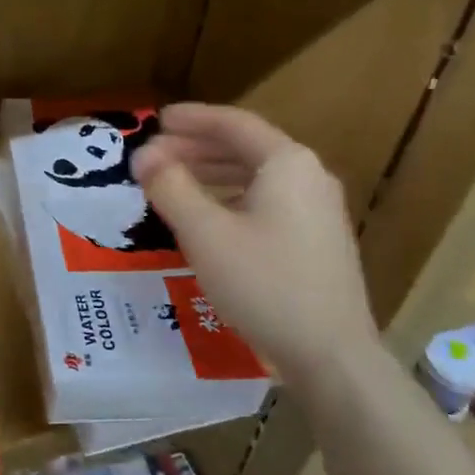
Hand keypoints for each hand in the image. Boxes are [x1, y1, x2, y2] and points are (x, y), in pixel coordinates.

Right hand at [130, 104, 377, 390]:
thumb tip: (143, 155)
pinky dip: (230, 197)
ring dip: (211, 172)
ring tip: (172, 182)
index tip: (156, 120)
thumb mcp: (204, 232)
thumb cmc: (264, 283)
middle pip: (245, 148)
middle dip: (196, 147)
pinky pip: (266, 201)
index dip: (191, 118)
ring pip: (255, 176)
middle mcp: (309, 177)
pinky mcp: (316, 241)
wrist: (331, 355)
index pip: (233, 124)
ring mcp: (318, 211)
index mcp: (287, 164)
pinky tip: (207, 216)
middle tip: (154, 155)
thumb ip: (170, 186)